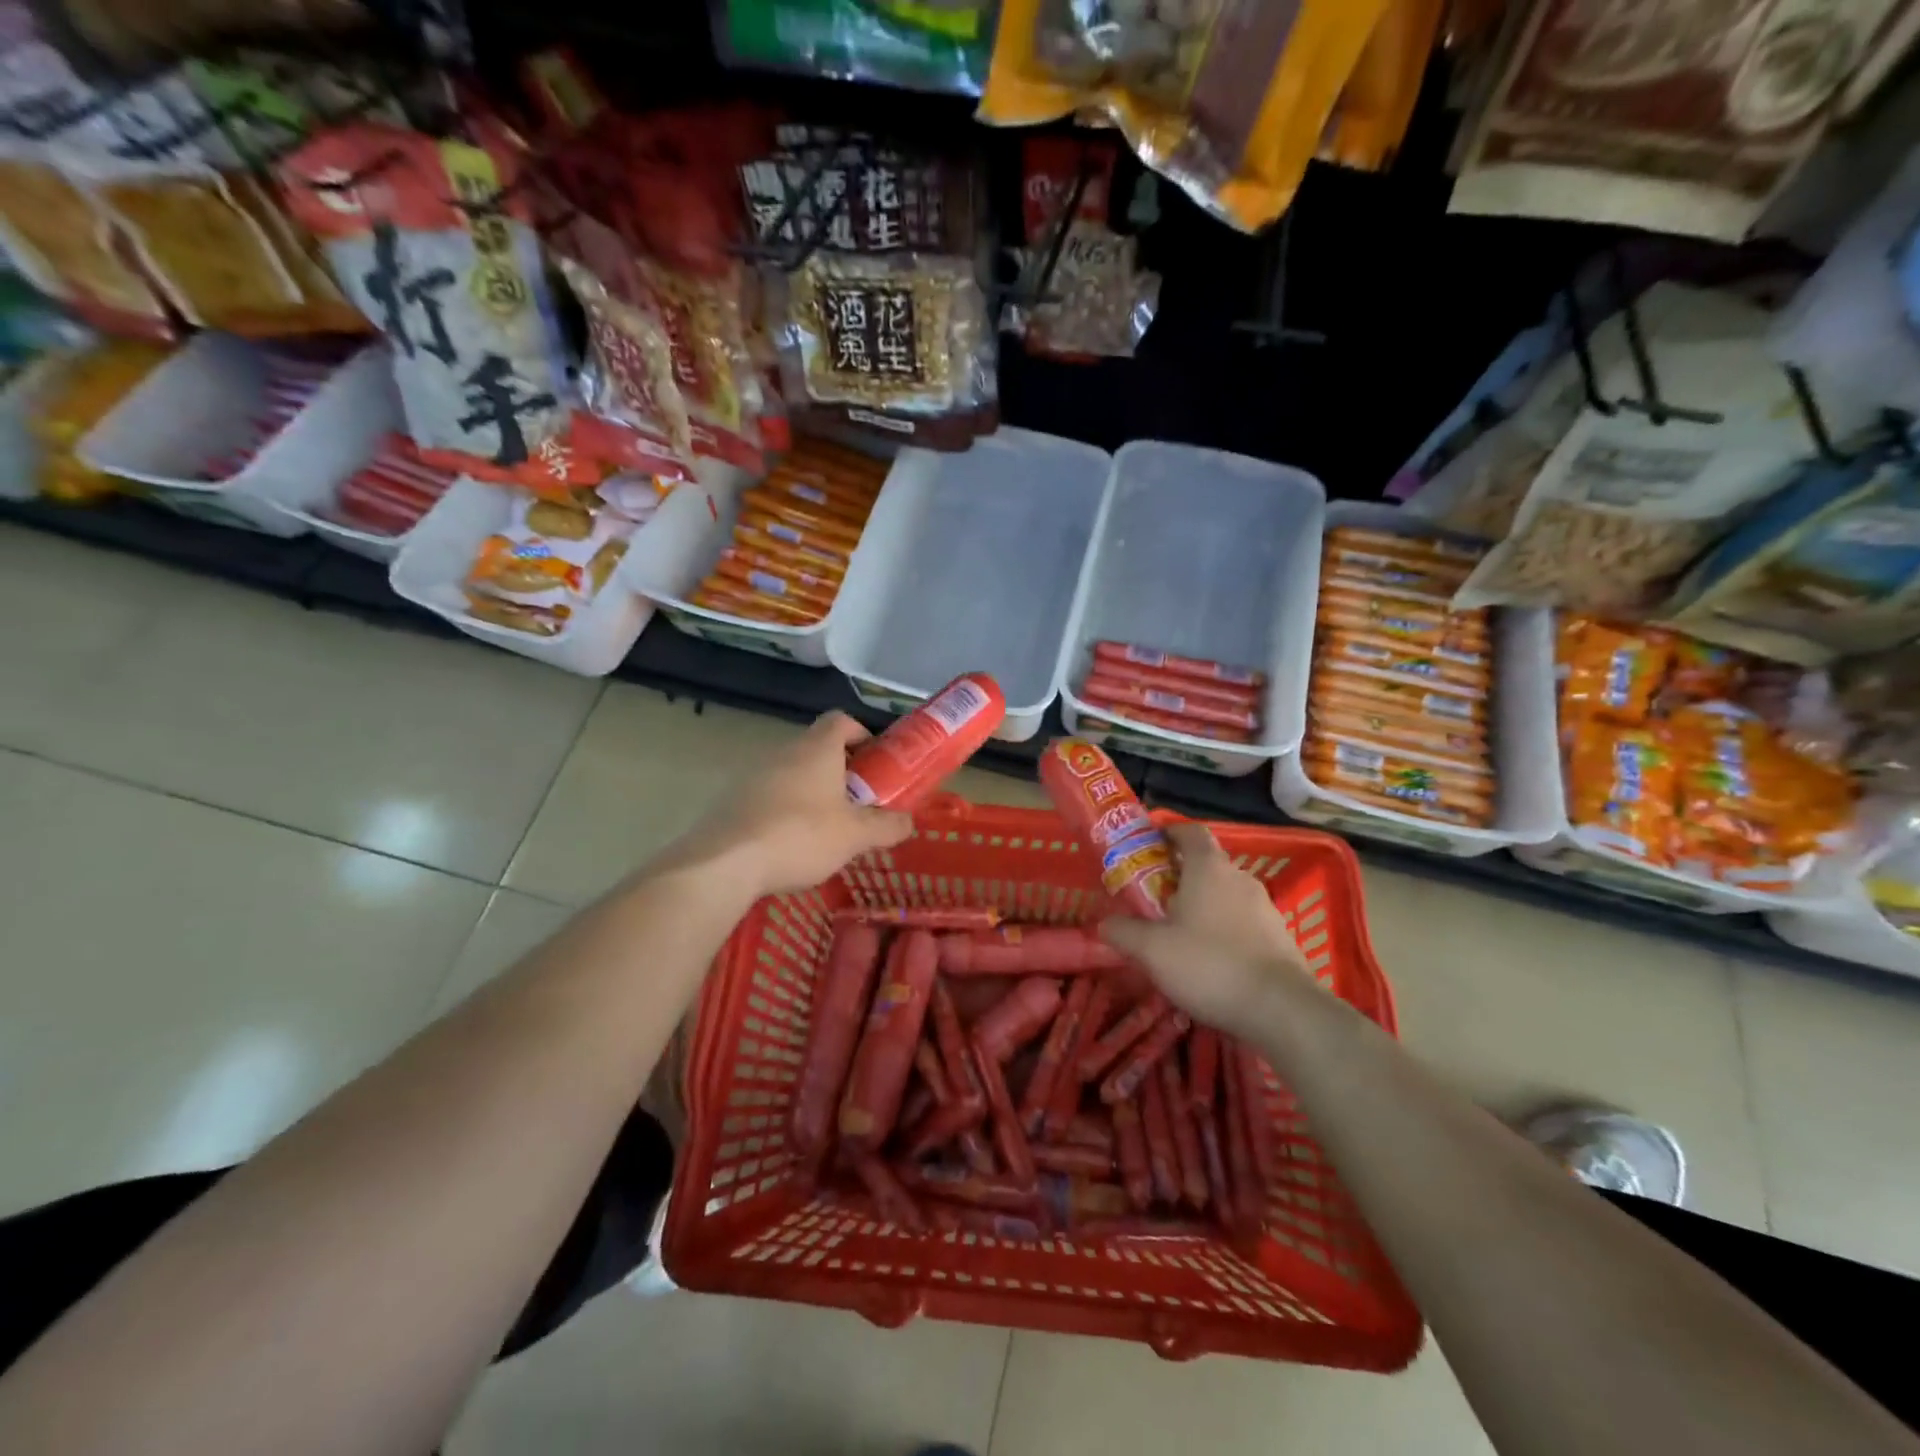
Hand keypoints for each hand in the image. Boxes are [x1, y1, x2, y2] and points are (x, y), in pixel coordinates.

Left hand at [669, 711, 914, 896]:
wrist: (724, 862)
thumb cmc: (801, 836)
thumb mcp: (856, 836)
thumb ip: (887, 826)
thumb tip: (908, 822)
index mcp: (817, 749)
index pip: (841, 720)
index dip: (861, 734)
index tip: (874, 762)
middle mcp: (784, 751)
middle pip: (816, 748)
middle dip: (840, 771)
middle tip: (857, 802)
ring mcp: (753, 774)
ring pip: (791, 773)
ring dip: (811, 792)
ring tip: (826, 828)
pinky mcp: (732, 799)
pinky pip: (767, 795)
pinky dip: (784, 810)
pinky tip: (790, 844)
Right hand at [1098, 822, 1312, 1038]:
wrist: (1281, 1009)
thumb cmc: (1209, 965)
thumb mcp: (1152, 950)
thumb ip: (1124, 932)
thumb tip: (1104, 924)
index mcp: (1208, 868)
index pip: (1191, 832)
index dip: (1170, 833)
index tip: (1151, 844)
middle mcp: (1240, 878)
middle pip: (1208, 864)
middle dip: (1182, 876)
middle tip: (1155, 898)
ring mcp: (1265, 907)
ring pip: (1227, 894)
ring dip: (1205, 905)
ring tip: (1181, 933)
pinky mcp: (1280, 936)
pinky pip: (1244, 921)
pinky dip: (1225, 930)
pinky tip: (1212, 960)